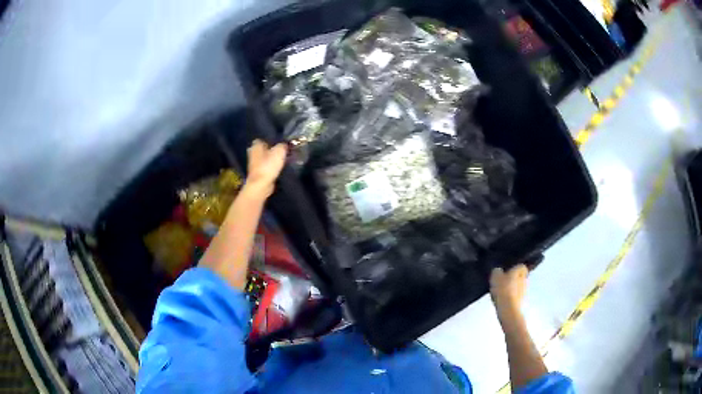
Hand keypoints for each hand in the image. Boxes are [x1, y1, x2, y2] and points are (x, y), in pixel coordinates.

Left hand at [245, 139, 287, 198]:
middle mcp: (252, 153)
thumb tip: (285, 144)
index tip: (279, 144)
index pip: (263, 139)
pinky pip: (265, 167)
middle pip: (263, 149)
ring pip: (264, 159)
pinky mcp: (256, 173)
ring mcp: (253, 164)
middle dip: (271, 150)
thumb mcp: (280, 151)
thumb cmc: (268, 165)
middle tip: (281, 152)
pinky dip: (270, 168)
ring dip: (271, 160)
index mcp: (256, 145)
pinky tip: (277, 169)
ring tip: (281, 161)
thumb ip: (283, 145)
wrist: (261, 184)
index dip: (271, 140)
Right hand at [490, 264, 528, 317]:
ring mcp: (524, 291)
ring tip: (501, 293)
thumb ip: (497, 271)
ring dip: (512, 289)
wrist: (508, 308)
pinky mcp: (522, 302)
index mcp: (519, 270)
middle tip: (503, 283)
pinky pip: (516, 297)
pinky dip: (511, 298)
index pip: (521, 266)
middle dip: (513, 279)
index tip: (509, 272)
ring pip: (519, 287)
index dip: (515, 269)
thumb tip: (498, 271)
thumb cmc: (503, 289)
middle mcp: (524, 279)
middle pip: (520, 277)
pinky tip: (503, 301)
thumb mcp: (495, 277)